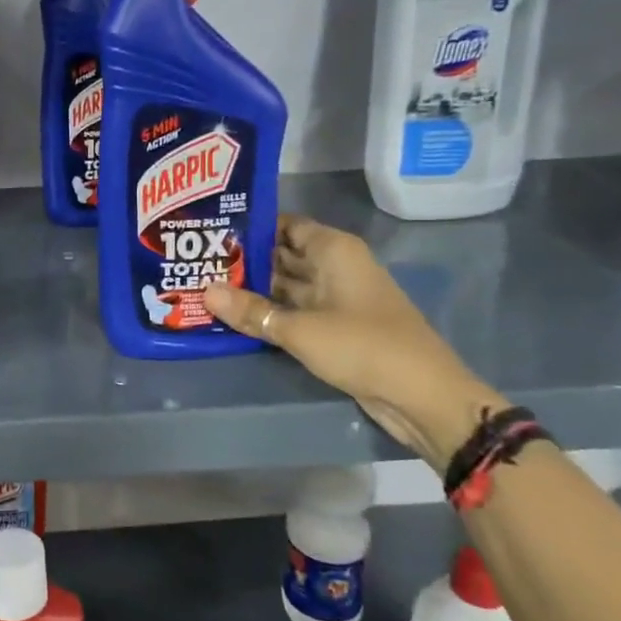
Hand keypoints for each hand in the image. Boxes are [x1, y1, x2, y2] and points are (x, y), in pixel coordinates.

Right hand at [203, 214, 503, 471]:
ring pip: (286, 285)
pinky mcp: (335, 327)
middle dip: (244, 260)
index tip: (210, 230)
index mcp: (333, 250)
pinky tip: (235, 317)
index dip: (250, 226)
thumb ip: (252, 311)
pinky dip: (270, 313)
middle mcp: (334, 266)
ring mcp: (336, 298)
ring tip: (206, 287)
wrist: (422, 396)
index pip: (285, 225)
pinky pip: (295, 311)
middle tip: (198, 262)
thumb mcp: (300, 329)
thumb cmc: (363, 346)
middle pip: (282, 254)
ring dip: (253, 290)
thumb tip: (205, 292)